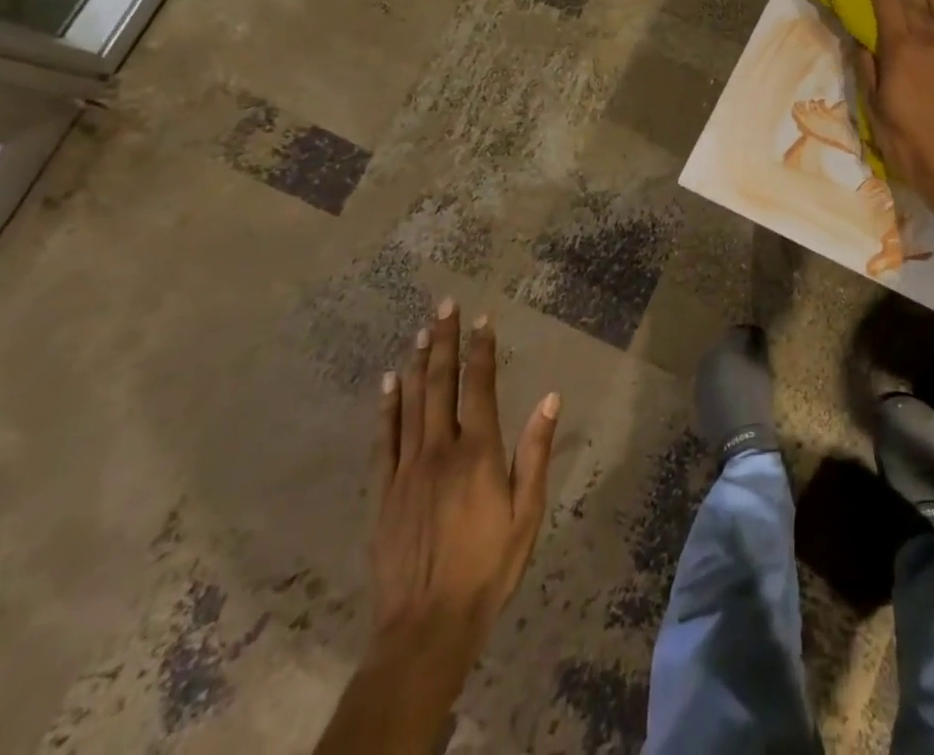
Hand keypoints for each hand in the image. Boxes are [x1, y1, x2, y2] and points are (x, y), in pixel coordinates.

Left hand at [368, 300, 558, 677]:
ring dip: (419, 363)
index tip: (481, 319)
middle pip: (442, 384)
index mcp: (479, 452)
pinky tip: (389, 383)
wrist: (426, 628)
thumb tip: (550, 397)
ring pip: (411, 403)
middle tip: (443, 306)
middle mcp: (440, 450)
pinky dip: (387, 407)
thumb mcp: (527, 512)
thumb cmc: (489, 567)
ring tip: (421, 331)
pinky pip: (384, 438)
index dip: (481, 350)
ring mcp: (406, 469)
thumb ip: (535, 452)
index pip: (480, 387)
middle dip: (445, 342)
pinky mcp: (383, 492)